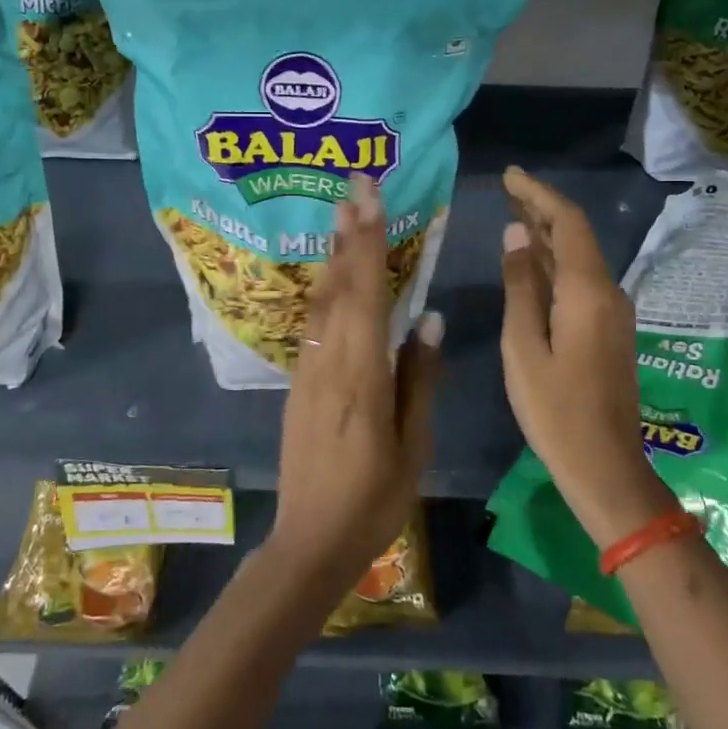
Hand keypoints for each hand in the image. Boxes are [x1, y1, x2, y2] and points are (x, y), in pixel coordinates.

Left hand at [270, 173, 442, 593]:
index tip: (370, 200)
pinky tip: (331, 277)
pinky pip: (313, 324)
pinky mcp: (298, 383)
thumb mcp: (413, 447)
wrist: (310, 540)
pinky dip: (324, 290)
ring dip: (332, 256)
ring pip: (320, 302)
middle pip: (337, 287)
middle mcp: (328, 362)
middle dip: (348, 233)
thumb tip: (429, 320)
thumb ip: (419, 380)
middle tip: (353, 188)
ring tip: (341, 216)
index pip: (365, 295)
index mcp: (361, 376)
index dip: (368, 244)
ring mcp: (307, 371)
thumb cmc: (373, 500)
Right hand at [498, 166, 676, 547]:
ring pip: (580, 258)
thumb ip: (520, 286)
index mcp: (587, 292)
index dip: (539, 193)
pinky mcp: (609, 330)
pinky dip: (555, 262)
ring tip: (513, 215)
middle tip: (507, 189)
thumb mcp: (523, 346)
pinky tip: (532, 262)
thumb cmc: (555, 410)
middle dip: (543, 208)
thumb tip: (517, 234)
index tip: (510, 175)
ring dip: (548, 234)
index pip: (568, 223)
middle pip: (577, 236)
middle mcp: (608, 293)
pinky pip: (581, 281)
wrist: (605, 466)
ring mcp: (612, 313)